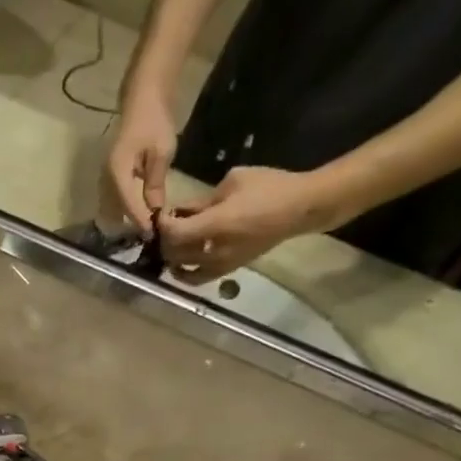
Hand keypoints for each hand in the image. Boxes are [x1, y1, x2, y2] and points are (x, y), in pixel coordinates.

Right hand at [104, 92, 177, 235]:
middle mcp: (107, 178)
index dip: (141, 221)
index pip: (129, 205)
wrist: (143, 98)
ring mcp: (106, 177)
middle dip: (135, 222)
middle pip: (119, 210)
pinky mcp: (111, 175)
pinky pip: (117, 198)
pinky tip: (142, 210)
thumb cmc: (154, 121)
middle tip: (153, 233)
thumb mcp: (161, 153)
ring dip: (130, 216)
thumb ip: (155, 184)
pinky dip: (128, 206)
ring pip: (116, 206)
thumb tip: (155, 210)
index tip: (154, 234)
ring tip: (148, 224)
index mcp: (118, 172)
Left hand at [159, 166, 348, 280]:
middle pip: (174, 253)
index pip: (174, 233)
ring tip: (172, 244)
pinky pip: (198, 279)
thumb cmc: (269, 187)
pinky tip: (182, 263)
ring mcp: (221, 264)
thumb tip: (181, 211)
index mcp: (215, 224)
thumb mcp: (232, 182)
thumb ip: (201, 201)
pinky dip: (185, 273)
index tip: (160, 215)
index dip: (162, 225)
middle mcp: (215, 250)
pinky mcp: (228, 270)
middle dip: (165, 241)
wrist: (300, 208)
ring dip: (172, 257)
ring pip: (182, 269)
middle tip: (165, 228)